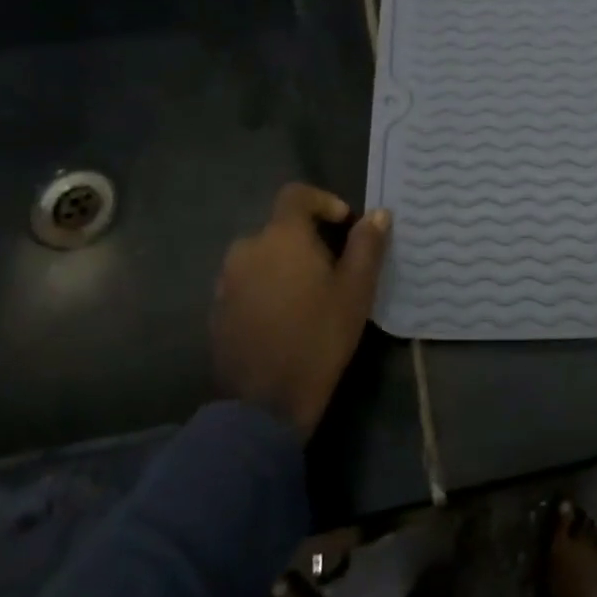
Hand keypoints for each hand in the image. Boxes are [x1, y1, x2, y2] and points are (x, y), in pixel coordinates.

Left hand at [211, 183, 391, 438]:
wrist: (265, 402)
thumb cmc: (319, 337)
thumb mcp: (356, 290)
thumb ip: (367, 246)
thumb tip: (377, 214)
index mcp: (280, 237)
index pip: (296, 195)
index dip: (324, 201)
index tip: (346, 224)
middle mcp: (246, 249)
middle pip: (280, 227)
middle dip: (310, 239)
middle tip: (338, 267)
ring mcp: (227, 280)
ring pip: (264, 256)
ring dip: (289, 263)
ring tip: (315, 294)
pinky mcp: (218, 308)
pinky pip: (249, 281)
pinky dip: (270, 286)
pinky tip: (289, 316)